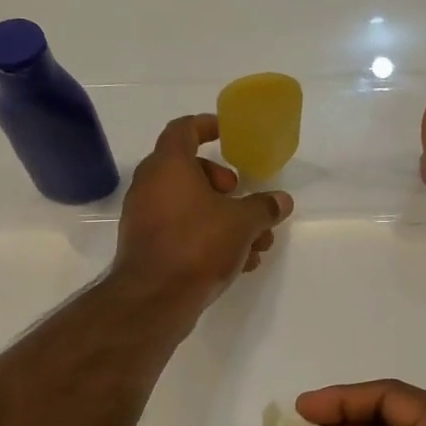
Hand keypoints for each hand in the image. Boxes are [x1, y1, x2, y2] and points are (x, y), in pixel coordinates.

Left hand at [114, 115, 292, 306]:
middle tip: (244, 200)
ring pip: (189, 206)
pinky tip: (239, 263)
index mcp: (168, 166)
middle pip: (189, 170)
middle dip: (223, 184)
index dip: (206, 125)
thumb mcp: (242, 223)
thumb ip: (263, 208)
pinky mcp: (147, 247)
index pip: (183, 129)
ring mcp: (144, 218)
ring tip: (256, 242)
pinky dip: (207, 238)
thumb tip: (281, 201)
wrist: (153, 299)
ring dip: (223, 218)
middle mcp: (150, 186)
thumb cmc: (197, 245)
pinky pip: (181, 231)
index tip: (227, 133)